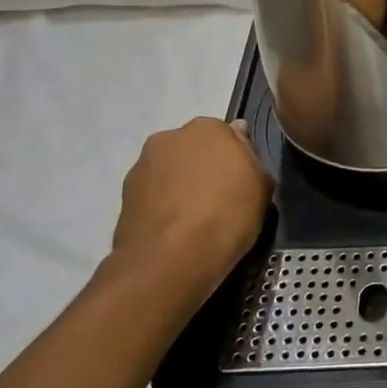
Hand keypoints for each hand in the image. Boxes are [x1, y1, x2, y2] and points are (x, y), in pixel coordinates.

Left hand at [109, 117, 273, 304]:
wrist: (170, 260)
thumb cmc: (227, 215)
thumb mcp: (262, 187)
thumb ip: (252, 159)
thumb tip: (240, 142)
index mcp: (208, 127)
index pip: (229, 136)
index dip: (237, 160)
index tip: (242, 183)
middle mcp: (170, 137)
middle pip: (195, 149)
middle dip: (205, 168)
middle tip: (219, 199)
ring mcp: (142, 166)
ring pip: (170, 171)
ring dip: (180, 186)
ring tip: (194, 220)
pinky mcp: (123, 196)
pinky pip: (153, 195)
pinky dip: (162, 206)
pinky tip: (174, 231)